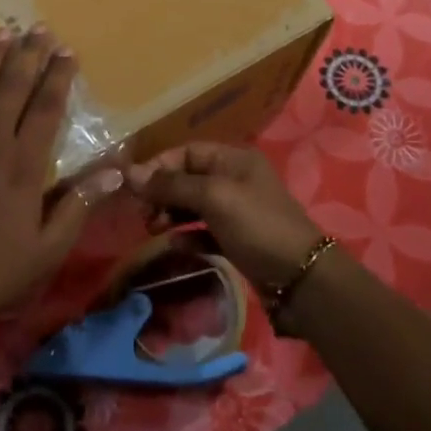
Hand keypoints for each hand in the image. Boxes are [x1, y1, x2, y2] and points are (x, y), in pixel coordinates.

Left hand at [0, 26, 115, 341]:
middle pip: (10, 89)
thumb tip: (116, 171)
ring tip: (0, 34)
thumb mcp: (47, 251)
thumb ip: (80, 206)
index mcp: (21, 166)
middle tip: (38, 28)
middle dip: (27, 56)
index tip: (67, 51)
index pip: (46, 108)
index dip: (58, 77)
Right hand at [127, 143, 322, 291]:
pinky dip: (187, 235)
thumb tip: (130, 173)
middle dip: (162, 192)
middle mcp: (235, 179)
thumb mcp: (214, 197)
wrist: (300, 278)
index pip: (187, 152)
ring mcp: (237, 211)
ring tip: (153, 229)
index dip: (159, 166)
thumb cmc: (257, 226)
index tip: (132, 186)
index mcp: (234, 159)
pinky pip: (204, 231)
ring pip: (193, 205)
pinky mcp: (237, 239)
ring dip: (171, 213)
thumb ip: (172, 185)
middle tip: (142, 213)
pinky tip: (175, 245)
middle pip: (188, 178)